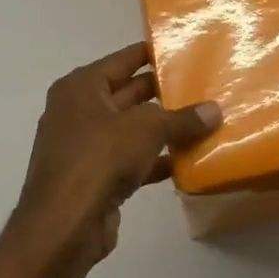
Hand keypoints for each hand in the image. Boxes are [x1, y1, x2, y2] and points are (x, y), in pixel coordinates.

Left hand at [8, 44, 221, 273]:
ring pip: (132, 129)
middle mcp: (79, 111)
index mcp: (82, 87)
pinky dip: (155, 159)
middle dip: (165, 94)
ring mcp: (84, 146)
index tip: (187, 50)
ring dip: (164, 130)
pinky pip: (130, 159)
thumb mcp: (148, 130)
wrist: (63, 227)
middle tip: (205, 87)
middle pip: (129, 93)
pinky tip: (187, 161)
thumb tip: (215, 110)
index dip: (155, 54)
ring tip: (204, 123)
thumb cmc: (99, 159)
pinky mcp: (93, 177)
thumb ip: (183, 119)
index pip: (125, 59)